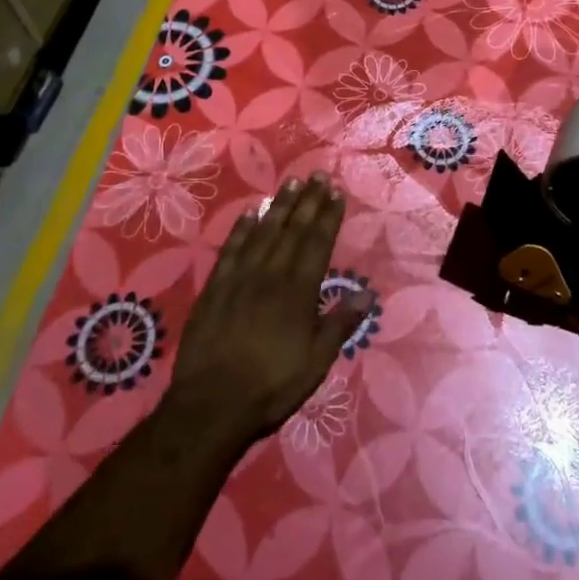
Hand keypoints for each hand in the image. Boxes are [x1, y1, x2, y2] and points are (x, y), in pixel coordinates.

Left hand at [169, 175, 366, 446]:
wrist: (212, 404)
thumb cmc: (272, 385)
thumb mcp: (316, 362)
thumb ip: (340, 324)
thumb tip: (366, 293)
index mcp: (299, 291)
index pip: (318, 243)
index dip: (328, 216)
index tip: (335, 192)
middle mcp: (272, 275)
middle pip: (293, 230)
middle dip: (308, 201)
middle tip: (317, 175)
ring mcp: (240, 278)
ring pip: (264, 232)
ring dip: (279, 206)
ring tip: (291, 184)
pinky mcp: (215, 287)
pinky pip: (231, 248)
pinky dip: (242, 228)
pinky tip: (250, 212)